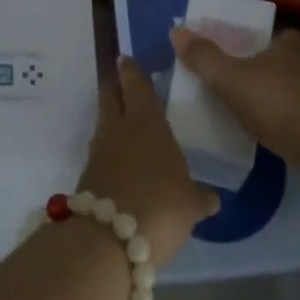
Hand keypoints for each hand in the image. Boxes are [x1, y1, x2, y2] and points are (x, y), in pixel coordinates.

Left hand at [79, 59, 220, 266]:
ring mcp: (99, 154)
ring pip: (103, 127)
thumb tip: (212, 198)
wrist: (108, 240)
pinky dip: (109, 155)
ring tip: (123, 126)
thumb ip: (200, 197)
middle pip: (110, 98)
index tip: (124, 58)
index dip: (131, 72)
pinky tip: (120, 165)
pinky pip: (100, 156)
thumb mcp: (190, 204)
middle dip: (114, 88)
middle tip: (119, 82)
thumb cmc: (160, 206)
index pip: (136, 87)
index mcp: (147, 123)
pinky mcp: (87, 179)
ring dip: (111, 123)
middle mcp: (118, 130)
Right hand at [169, 26, 299, 152]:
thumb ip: (204, 57)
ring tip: (259, 113)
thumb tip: (177, 30)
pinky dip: (293, 125)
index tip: (252, 50)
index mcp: (286, 48)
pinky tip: (278, 137)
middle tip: (249, 83)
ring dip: (283, 99)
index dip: (268, 41)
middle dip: (273, 70)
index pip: (281, 36)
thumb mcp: (229, 77)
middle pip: (290, 63)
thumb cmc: (274, 99)